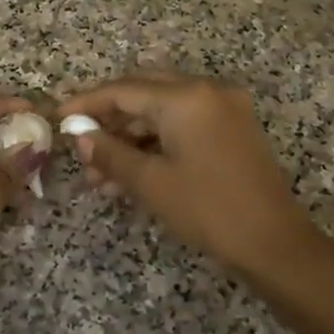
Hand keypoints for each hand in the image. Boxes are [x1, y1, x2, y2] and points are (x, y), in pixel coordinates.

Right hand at [60, 73, 313, 273]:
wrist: (275, 243)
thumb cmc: (209, 209)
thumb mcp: (151, 183)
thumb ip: (110, 153)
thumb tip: (79, 136)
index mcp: (186, 96)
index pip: (124, 90)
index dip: (87, 104)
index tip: (58, 117)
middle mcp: (206, 90)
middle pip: (143, 91)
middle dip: (109, 117)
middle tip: (80, 141)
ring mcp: (224, 107)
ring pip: (163, 110)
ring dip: (131, 135)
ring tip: (100, 172)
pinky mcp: (233, 127)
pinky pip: (183, 122)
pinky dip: (156, 141)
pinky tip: (131, 170)